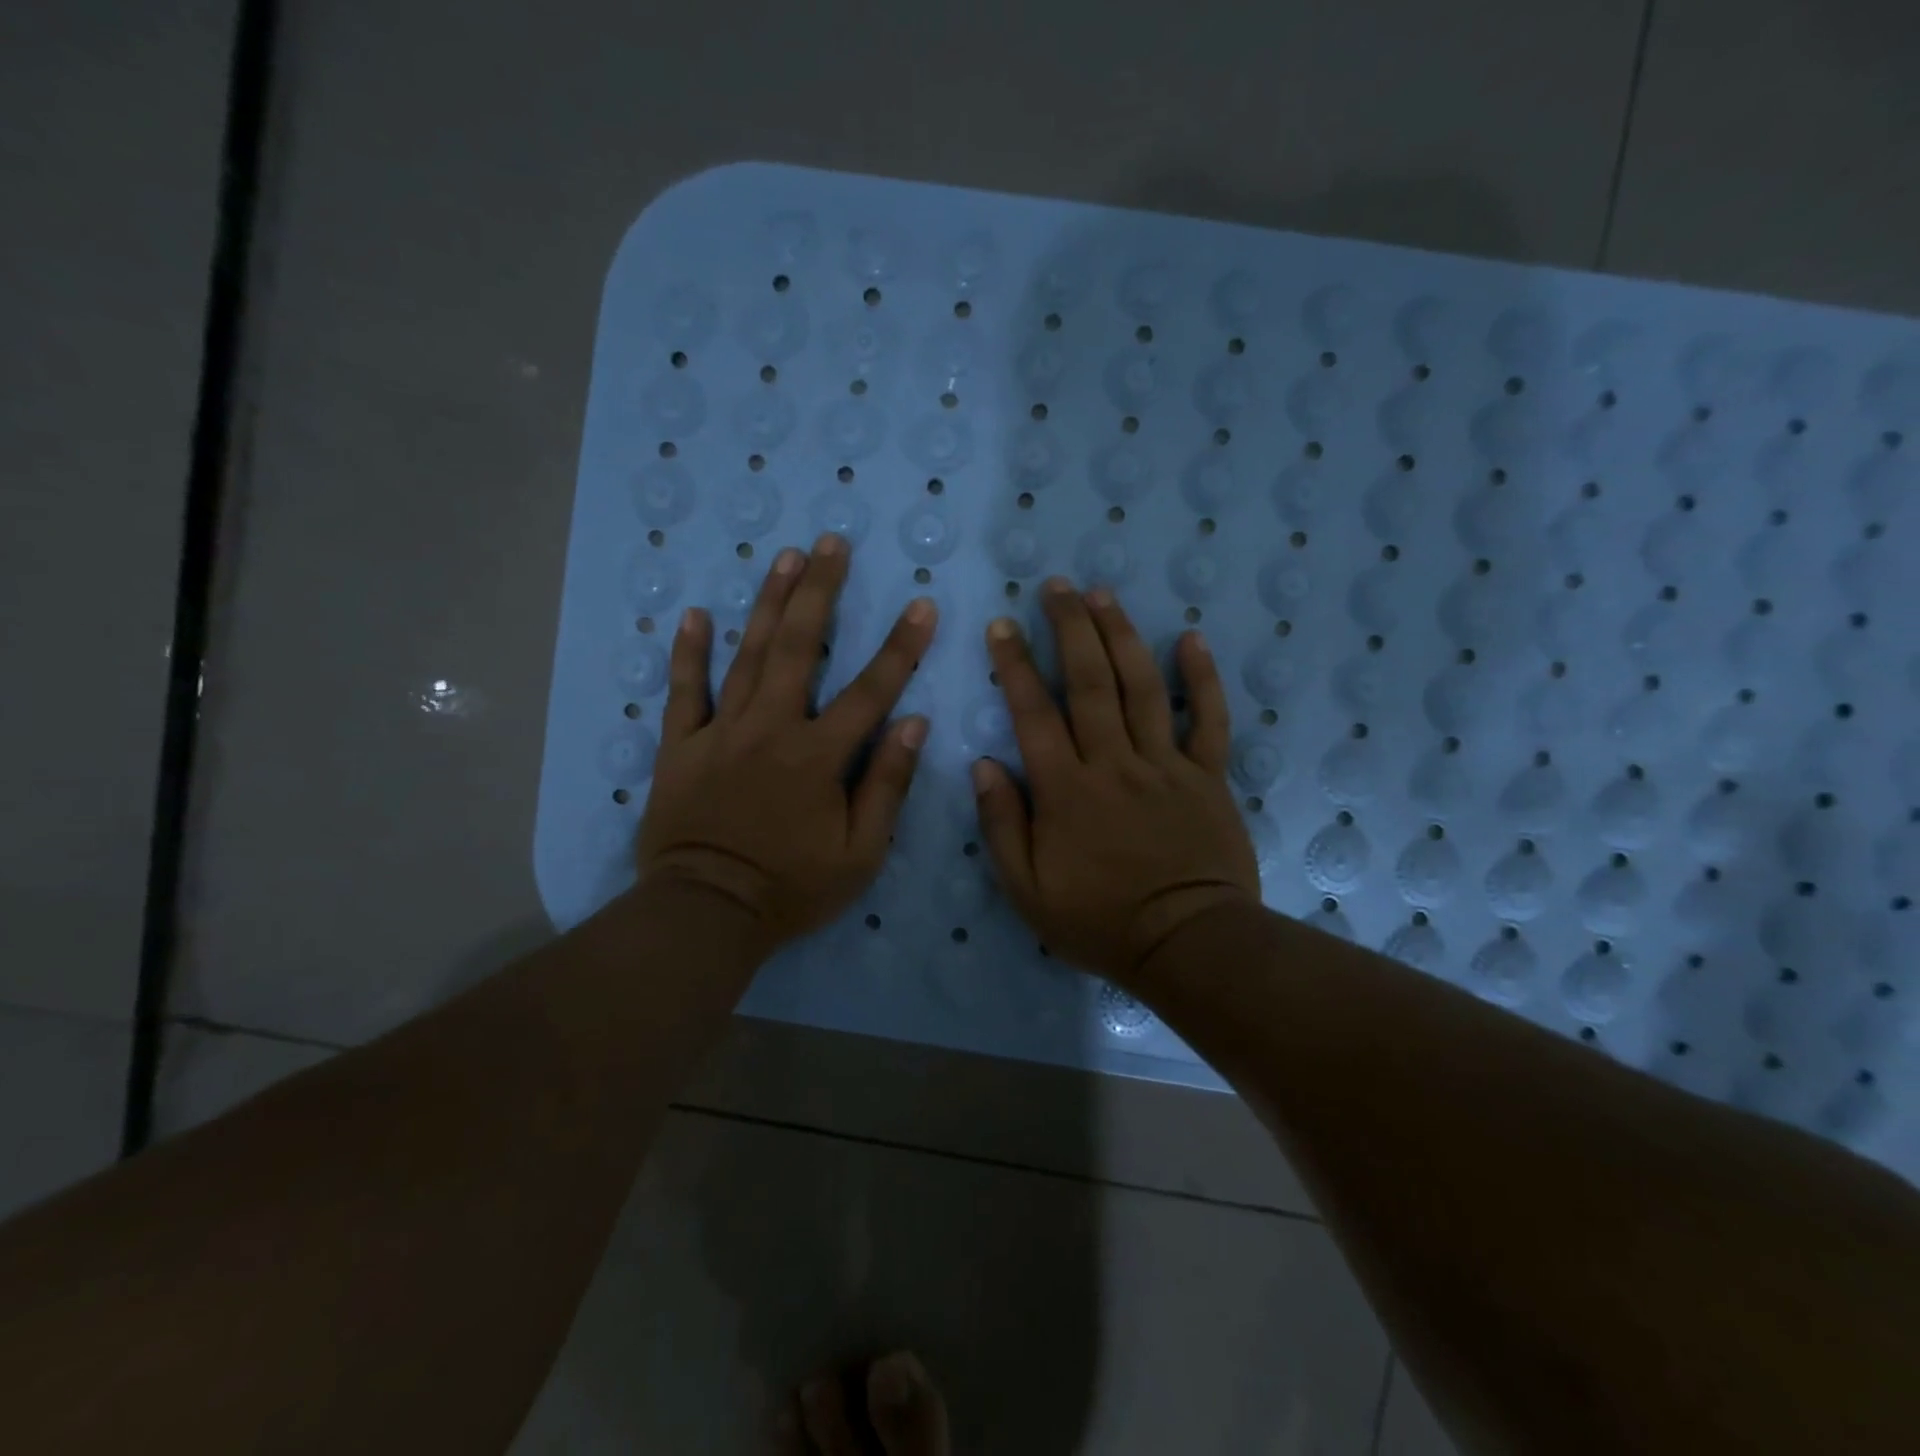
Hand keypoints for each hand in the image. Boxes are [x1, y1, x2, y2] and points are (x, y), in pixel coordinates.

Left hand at [636, 534, 936, 951]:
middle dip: (820, 591)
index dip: (900, 647)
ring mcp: (721, 732)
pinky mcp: (680, 747)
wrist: (707, 912)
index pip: (871, 691)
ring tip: (785, 557)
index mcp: (818, 756)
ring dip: (767, 603)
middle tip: (831, 543)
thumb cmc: (792, 888)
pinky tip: (694, 614)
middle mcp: (771, 728)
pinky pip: (684, 692)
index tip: (920, 604)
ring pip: (747, 655)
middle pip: (798, 647)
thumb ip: (887, 785)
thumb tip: (914, 725)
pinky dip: (688, 653)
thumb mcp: (860, 853)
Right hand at [972, 579, 1259, 988]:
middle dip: (1069, 628)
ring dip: (1121, 636)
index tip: (1002, 625)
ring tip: (1103, 595)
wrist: (1186, 945)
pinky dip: (1201, 678)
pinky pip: (1208, 720)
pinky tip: (1191, 638)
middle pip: (1089, 682)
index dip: (1015, 665)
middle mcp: (1113, 763)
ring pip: (1141, 687)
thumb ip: (1002, 825)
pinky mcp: (1207, 776)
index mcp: (1066, 790)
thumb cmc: (1099, 922)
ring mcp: (1165, 765)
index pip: (1033, 713)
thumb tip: (983, 765)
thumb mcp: (1027, 890)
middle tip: (1056, 587)